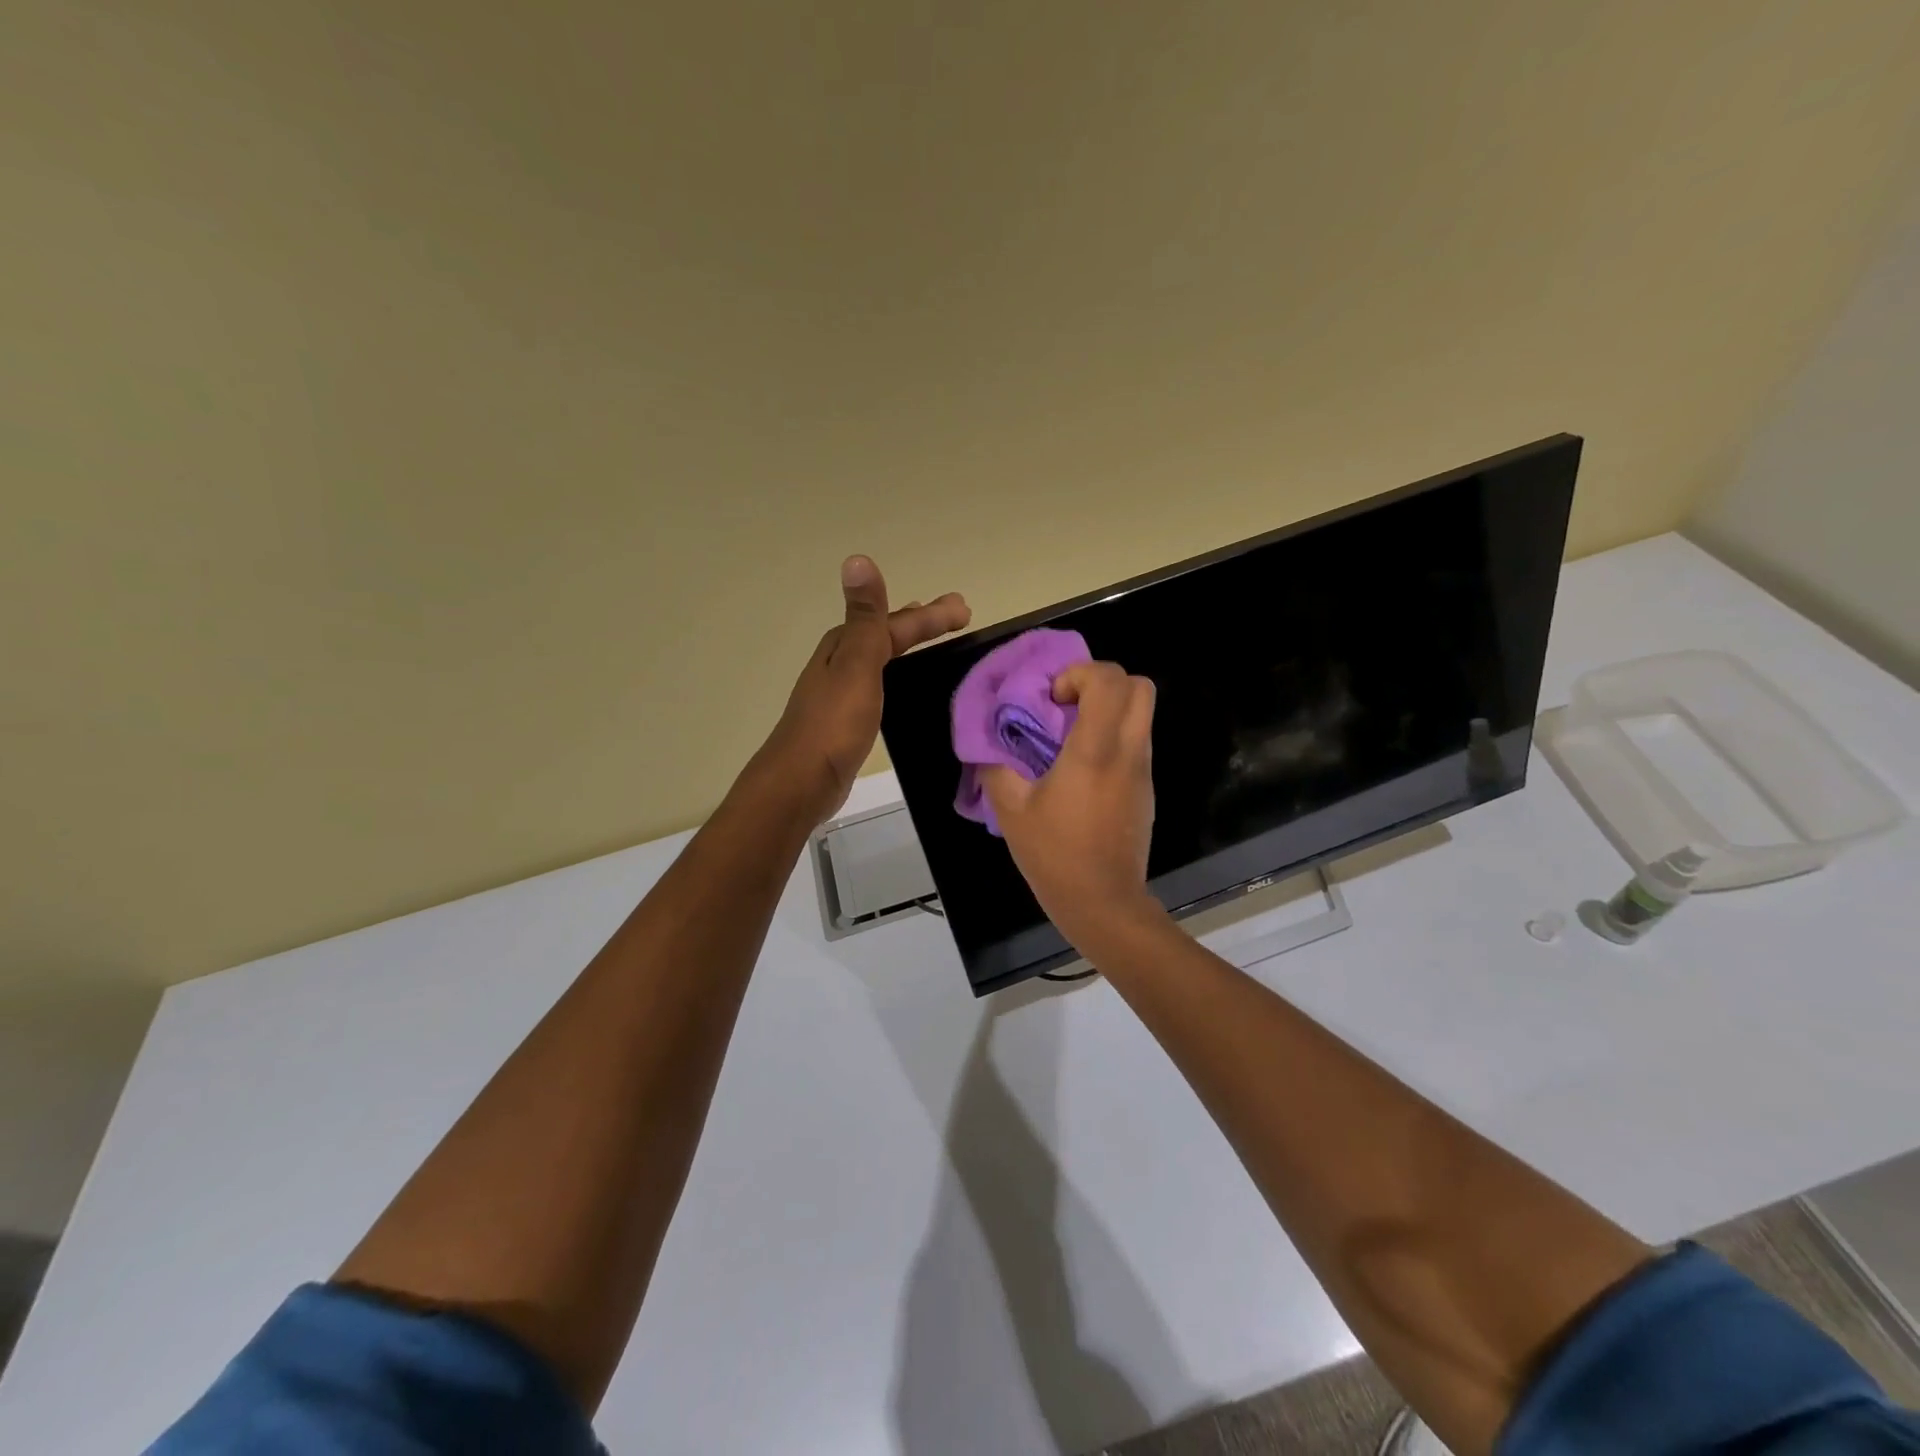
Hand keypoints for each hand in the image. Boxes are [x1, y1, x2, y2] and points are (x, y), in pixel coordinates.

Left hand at [759, 556, 969, 824]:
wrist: (803, 780)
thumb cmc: (834, 722)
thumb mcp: (856, 664)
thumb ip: (865, 617)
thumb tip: (857, 559)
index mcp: (844, 646)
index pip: (895, 622)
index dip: (930, 615)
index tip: (965, 610)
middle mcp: (840, 662)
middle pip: (886, 634)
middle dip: (921, 623)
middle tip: (957, 616)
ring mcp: (841, 691)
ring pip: (882, 657)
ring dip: (907, 645)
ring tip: (932, 641)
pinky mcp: (845, 718)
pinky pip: (879, 683)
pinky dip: (896, 674)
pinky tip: (902, 686)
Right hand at [983, 661, 1163, 949]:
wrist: (1103, 904)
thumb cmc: (1055, 856)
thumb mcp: (1011, 811)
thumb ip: (996, 768)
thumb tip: (988, 745)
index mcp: (1096, 751)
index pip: (1110, 681)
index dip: (1081, 674)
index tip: (1053, 699)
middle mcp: (1128, 753)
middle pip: (1140, 687)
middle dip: (1104, 682)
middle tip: (1069, 705)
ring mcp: (1143, 771)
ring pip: (1142, 715)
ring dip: (1109, 710)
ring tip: (1070, 737)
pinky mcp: (1146, 790)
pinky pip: (1136, 743)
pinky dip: (1113, 737)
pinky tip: (1081, 769)